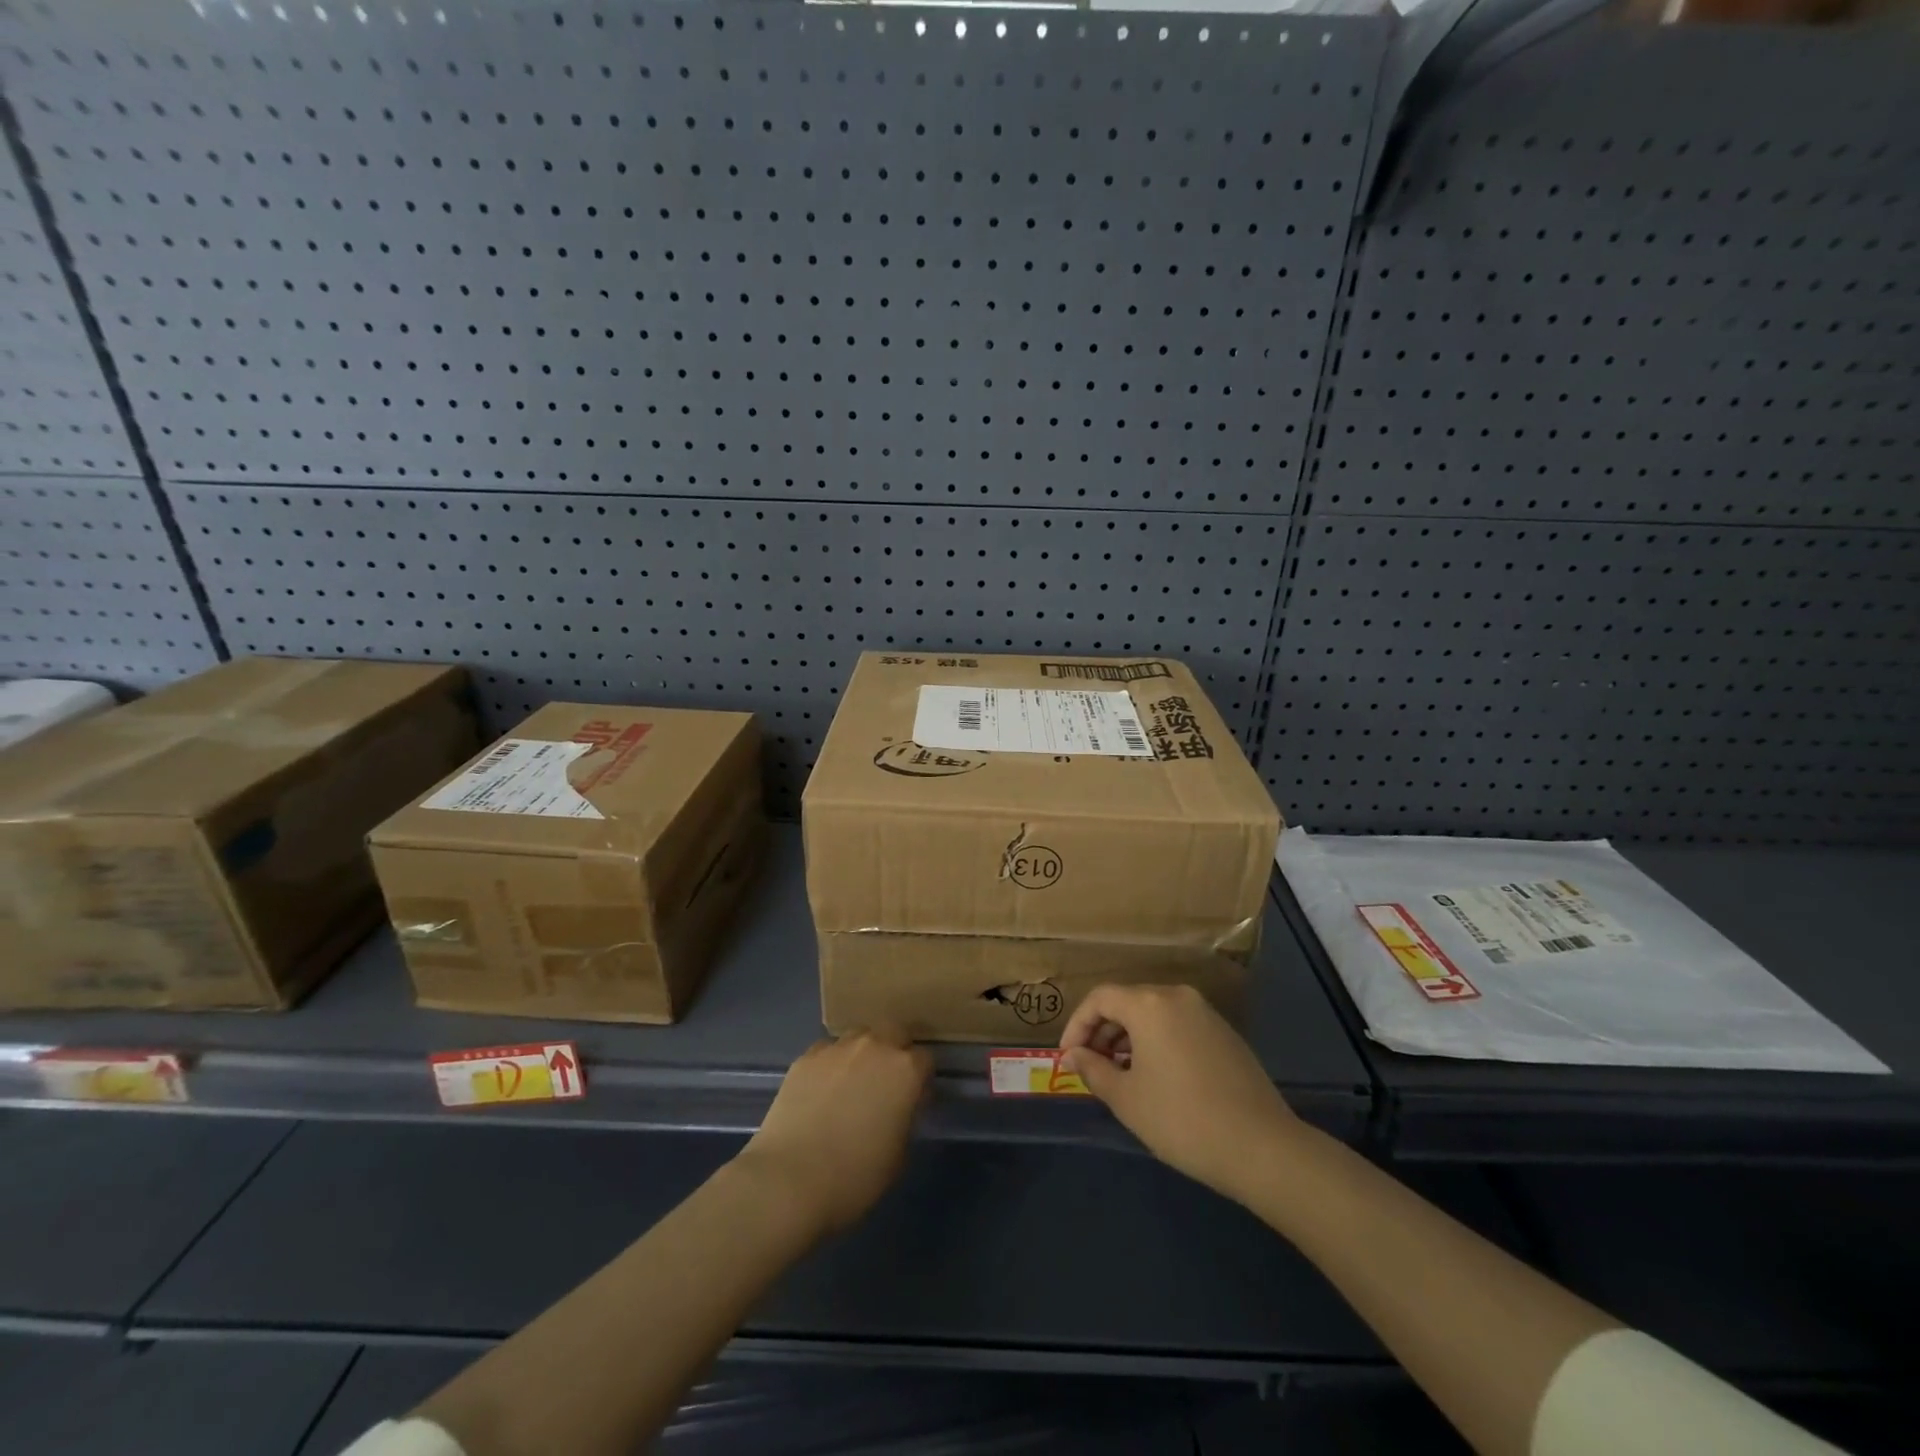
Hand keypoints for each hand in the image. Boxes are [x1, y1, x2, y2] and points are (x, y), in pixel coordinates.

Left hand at [737, 1029, 931, 1235]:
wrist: (789, 1179)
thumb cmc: (854, 1176)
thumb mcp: (898, 1155)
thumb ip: (905, 1118)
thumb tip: (900, 1106)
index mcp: (905, 1070)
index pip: (925, 1059)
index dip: (921, 1080)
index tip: (914, 1100)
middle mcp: (875, 1046)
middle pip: (894, 1032)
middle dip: (896, 1050)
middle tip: (886, 1082)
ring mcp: (837, 1048)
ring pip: (859, 1036)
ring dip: (863, 1053)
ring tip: (852, 1083)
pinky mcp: (806, 1057)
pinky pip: (827, 1051)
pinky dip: (831, 1064)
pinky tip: (822, 1090)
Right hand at [1061, 983, 1300, 1203]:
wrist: (1262, 1148)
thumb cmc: (1182, 1120)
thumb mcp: (1127, 1099)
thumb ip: (1094, 1070)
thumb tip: (1075, 1055)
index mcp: (1149, 1004)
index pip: (1100, 998)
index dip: (1077, 1024)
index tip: (1068, 1057)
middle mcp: (1177, 997)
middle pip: (1127, 1002)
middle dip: (1103, 1031)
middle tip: (1091, 1068)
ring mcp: (1206, 1013)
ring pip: (1154, 1014)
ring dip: (1130, 1038)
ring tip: (1121, 1076)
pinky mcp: (1225, 1034)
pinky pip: (1178, 1026)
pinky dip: (1157, 1042)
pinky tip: (1157, 1078)